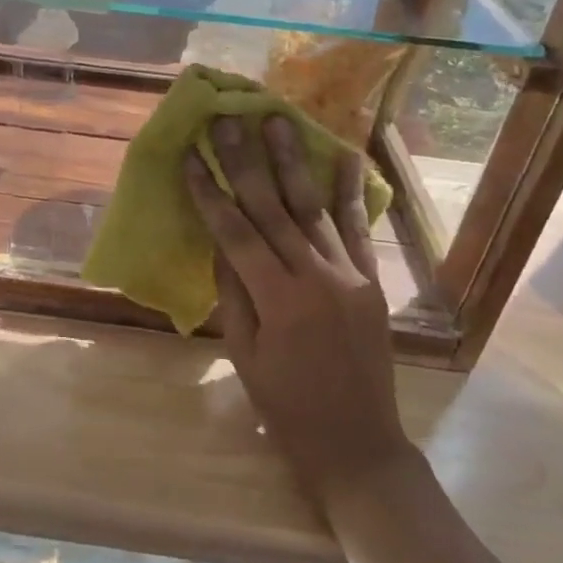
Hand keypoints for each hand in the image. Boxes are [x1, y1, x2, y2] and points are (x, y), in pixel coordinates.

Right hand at [186, 116, 409, 506]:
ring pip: (313, 208)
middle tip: (229, 120)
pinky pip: (358, 228)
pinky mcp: (371, 280)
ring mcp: (349, 275)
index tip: (191, 158)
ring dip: (292, 162)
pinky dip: (349, 191)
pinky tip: (343, 155)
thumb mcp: (244, 353)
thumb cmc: (285, 405)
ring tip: (277, 121)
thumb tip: (220, 242)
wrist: (356, 442)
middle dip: (245, 161)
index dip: (210, 193)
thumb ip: (233, 293)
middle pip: (273, 208)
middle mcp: (315, 277)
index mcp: (277, 299)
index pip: (235, 233)